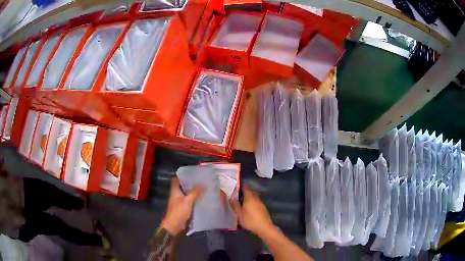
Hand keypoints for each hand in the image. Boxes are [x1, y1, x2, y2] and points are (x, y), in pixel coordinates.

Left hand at [161, 177, 202, 235]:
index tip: (191, 173)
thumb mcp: (187, 201)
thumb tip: (202, 184)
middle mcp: (176, 195)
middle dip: (190, 184)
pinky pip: (189, 202)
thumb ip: (194, 193)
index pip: (176, 180)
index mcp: (175, 191)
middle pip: (182, 187)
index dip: (182, 176)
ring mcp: (179, 202)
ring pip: (186, 195)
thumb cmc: (179, 211)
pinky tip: (202, 199)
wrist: (174, 226)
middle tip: (200, 180)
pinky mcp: (183, 209)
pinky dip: (194, 200)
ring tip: (203, 188)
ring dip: (193, 192)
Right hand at [230, 186, 274, 236]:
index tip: (235, 190)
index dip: (240, 188)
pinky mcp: (263, 208)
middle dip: (244, 193)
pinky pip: (256, 202)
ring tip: (242, 204)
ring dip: (248, 198)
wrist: (264, 228)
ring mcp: (261, 203)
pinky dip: (252, 203)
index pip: (246, 188)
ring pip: (254, 197)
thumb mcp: (239, 214)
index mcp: (250, 198)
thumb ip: (235, 205)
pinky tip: (248, 209)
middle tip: (237, 197)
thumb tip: (231, 198)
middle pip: (250, 192)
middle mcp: (256, 199)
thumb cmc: (250, 221)